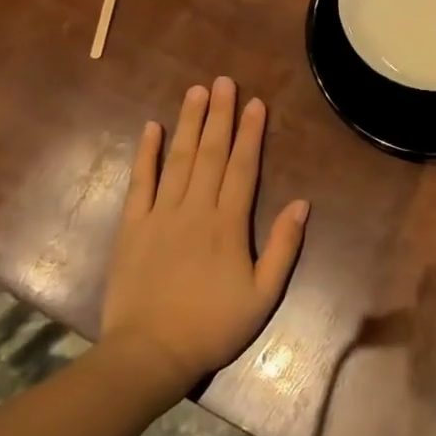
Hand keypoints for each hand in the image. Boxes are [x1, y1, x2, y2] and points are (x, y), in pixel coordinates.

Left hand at [100, 78, 309, 393]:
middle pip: (210, 153)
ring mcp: (160, 214)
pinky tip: (151, 128)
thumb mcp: (263, 295)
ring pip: (177, 159)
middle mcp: (195, 209)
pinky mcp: (132, 226)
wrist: (149, 353)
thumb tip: (302, 203)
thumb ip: (283, 247)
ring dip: (188, 123)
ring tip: (196, 92)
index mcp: (228, 224)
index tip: (254, 103)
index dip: (250, 133)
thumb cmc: (212, 326)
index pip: (242, 167)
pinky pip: (140, 182)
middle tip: (224, 81)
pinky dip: (146, 154)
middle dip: (219, 115)